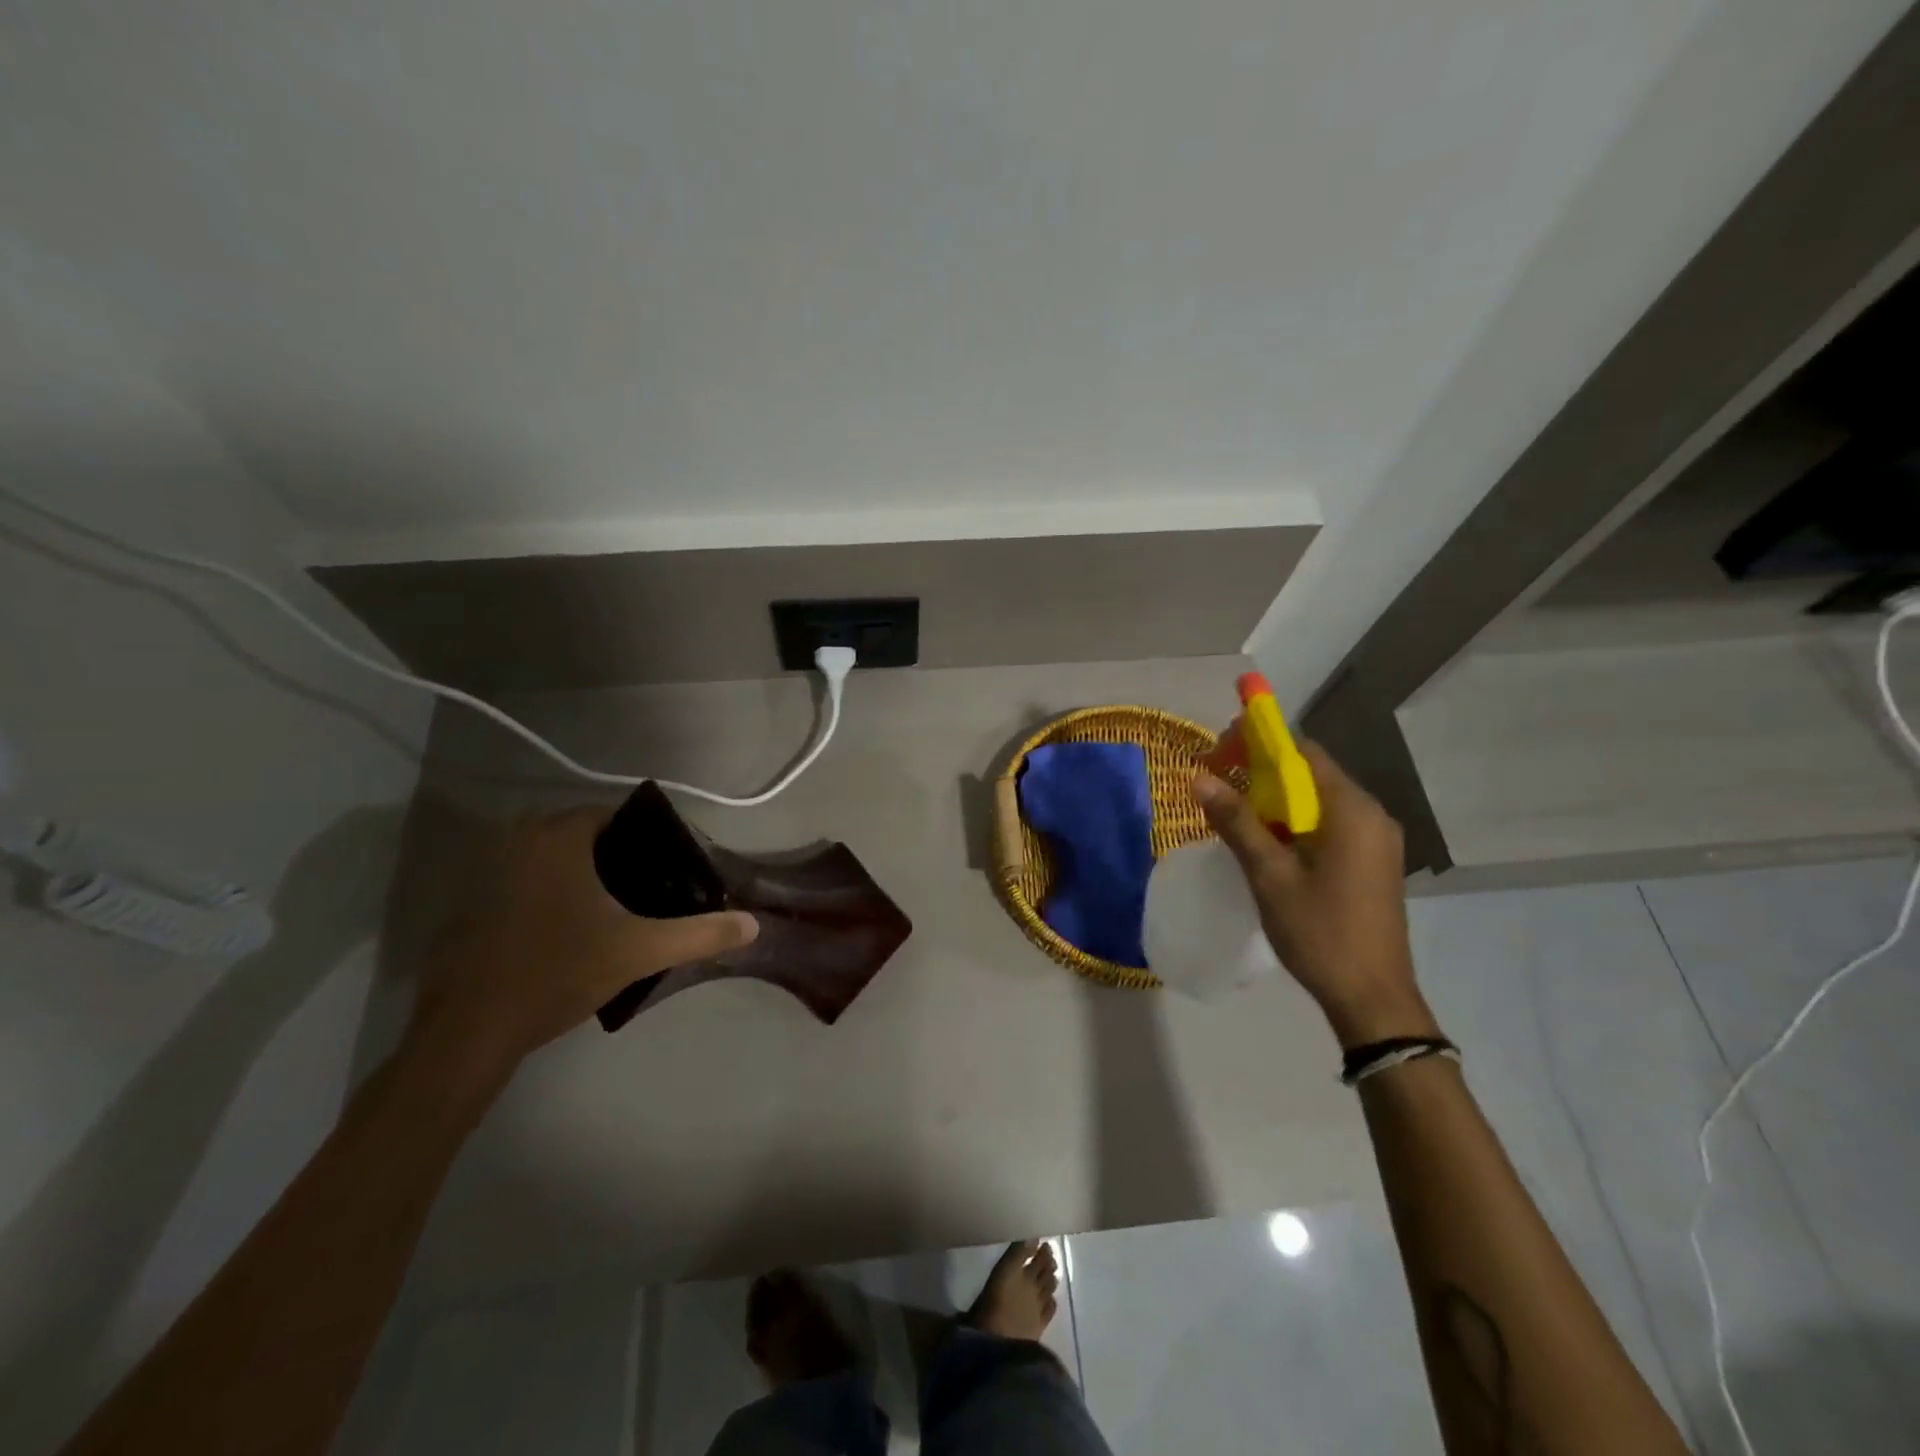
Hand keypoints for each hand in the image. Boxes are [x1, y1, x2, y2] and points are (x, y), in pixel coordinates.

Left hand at [409, 805, 758, 1087]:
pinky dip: (546, 892)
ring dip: (578, 874)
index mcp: (558, 838)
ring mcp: (484, 871)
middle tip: (646, 888)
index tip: (667, 865)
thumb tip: (753, 924)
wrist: (468, 1030)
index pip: (612, 814)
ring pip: (548, 858)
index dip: (645, 836)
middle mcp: (517, 840)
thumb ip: (699, 934)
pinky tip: (566, 929)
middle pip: (580, 834)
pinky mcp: (467, 903)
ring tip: (613, 908)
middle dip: (614, 855)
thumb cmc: (557, 972)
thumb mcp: (639, 952)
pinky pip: (521, 880)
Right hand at [1192, 743, 1435, 1048]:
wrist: (1372, 997)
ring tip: (1234, 815)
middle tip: (1217, 784)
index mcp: (1351, 810)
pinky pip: (1328, 824)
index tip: (1218, 752)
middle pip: (1310, 773)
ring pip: (1317, 801)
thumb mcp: (1269, 875)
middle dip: (1261, 772)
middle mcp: (1371, 815)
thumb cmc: (1319, 932)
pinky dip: (1294, 823)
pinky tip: (1266, 844)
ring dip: (1275, 800)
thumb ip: (1236, 822)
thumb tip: (1198, 778)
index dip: (1258, 743)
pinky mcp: (1372, 862)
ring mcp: (1376, 840)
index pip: (1303, 752)